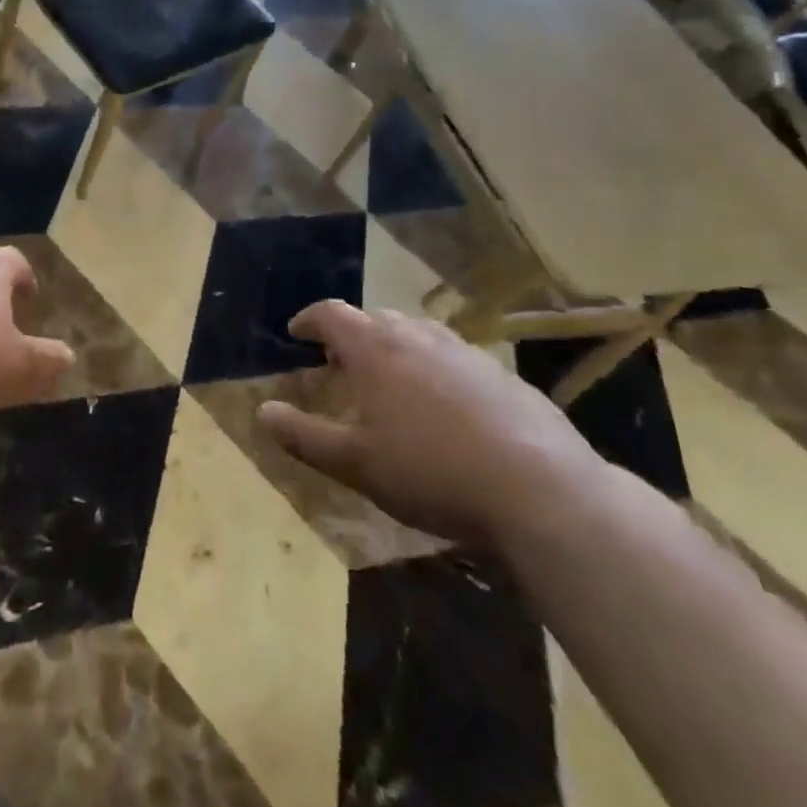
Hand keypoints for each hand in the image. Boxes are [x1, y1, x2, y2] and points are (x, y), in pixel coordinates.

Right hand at [256, 301, 606, 546]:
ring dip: (396, 349)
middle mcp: (417, 336)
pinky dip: (436, 371)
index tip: (296, 333)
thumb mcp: (355, 463)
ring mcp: (465, 352)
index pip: (331, 314)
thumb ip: (304, 435)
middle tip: (341, 363)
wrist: (543, 492)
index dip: (309, 320)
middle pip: (375, 319)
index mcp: (375, 349)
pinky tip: (447, 411)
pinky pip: (455, 360)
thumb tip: (263, 411)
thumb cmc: (431, 471)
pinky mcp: (504, 375)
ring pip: (418, 335)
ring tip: (392, 383)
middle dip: (352, 335)